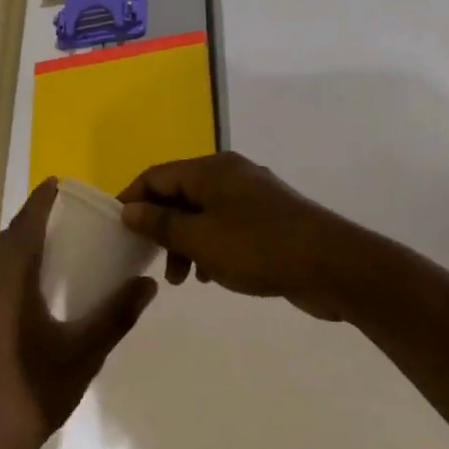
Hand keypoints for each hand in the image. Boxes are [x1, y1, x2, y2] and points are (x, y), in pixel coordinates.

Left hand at [0, 179, 156, 448]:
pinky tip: (26, 298)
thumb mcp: (83, 354)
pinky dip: (5, 276)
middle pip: (4, 243)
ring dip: (15, 251)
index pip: (23, 228)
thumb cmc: (32, 392)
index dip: (39, 203)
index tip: (56, 183)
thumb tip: (148, 284)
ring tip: (46, 252)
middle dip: (29, 225)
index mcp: (6, 283)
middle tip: (60, 218)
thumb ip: (116, 316)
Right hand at [118, 154, 362, 319]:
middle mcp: (231, 174)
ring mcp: (253, 196)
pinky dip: (211, 247)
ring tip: (185, 279)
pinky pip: (226, 227)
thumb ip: (161, 224)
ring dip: (186, 242)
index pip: (157, 175)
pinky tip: (212, 275)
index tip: (117, 231)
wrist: (331, 265)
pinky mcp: (269, 220)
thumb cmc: (258, 248)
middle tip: (154, 262)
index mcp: (212, 170)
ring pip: (203, 214)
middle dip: (162, 228)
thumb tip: (129, 209)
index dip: (132, 199)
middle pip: (180, 194)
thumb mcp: (200, 239)